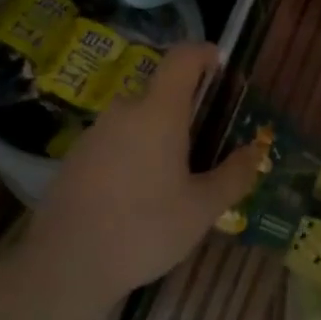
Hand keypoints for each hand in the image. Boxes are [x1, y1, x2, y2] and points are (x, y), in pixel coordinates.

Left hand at [18, 43, 263, 308]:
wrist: (64, 266)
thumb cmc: (144, 229)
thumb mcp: (202, 208)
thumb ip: (234, 175)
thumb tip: (256, 151)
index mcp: (158, 112)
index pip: (182, 57)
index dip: (204, 53)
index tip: (221, 66)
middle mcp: (124, 111)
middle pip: (161, 93)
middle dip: (187, 111)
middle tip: (207, 147)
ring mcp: (94, 134)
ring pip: (137, 120)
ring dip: (160, 137)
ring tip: (175, 180)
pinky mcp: (75, 158)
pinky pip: (116, 142)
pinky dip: (134, 154)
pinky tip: (139, 198)